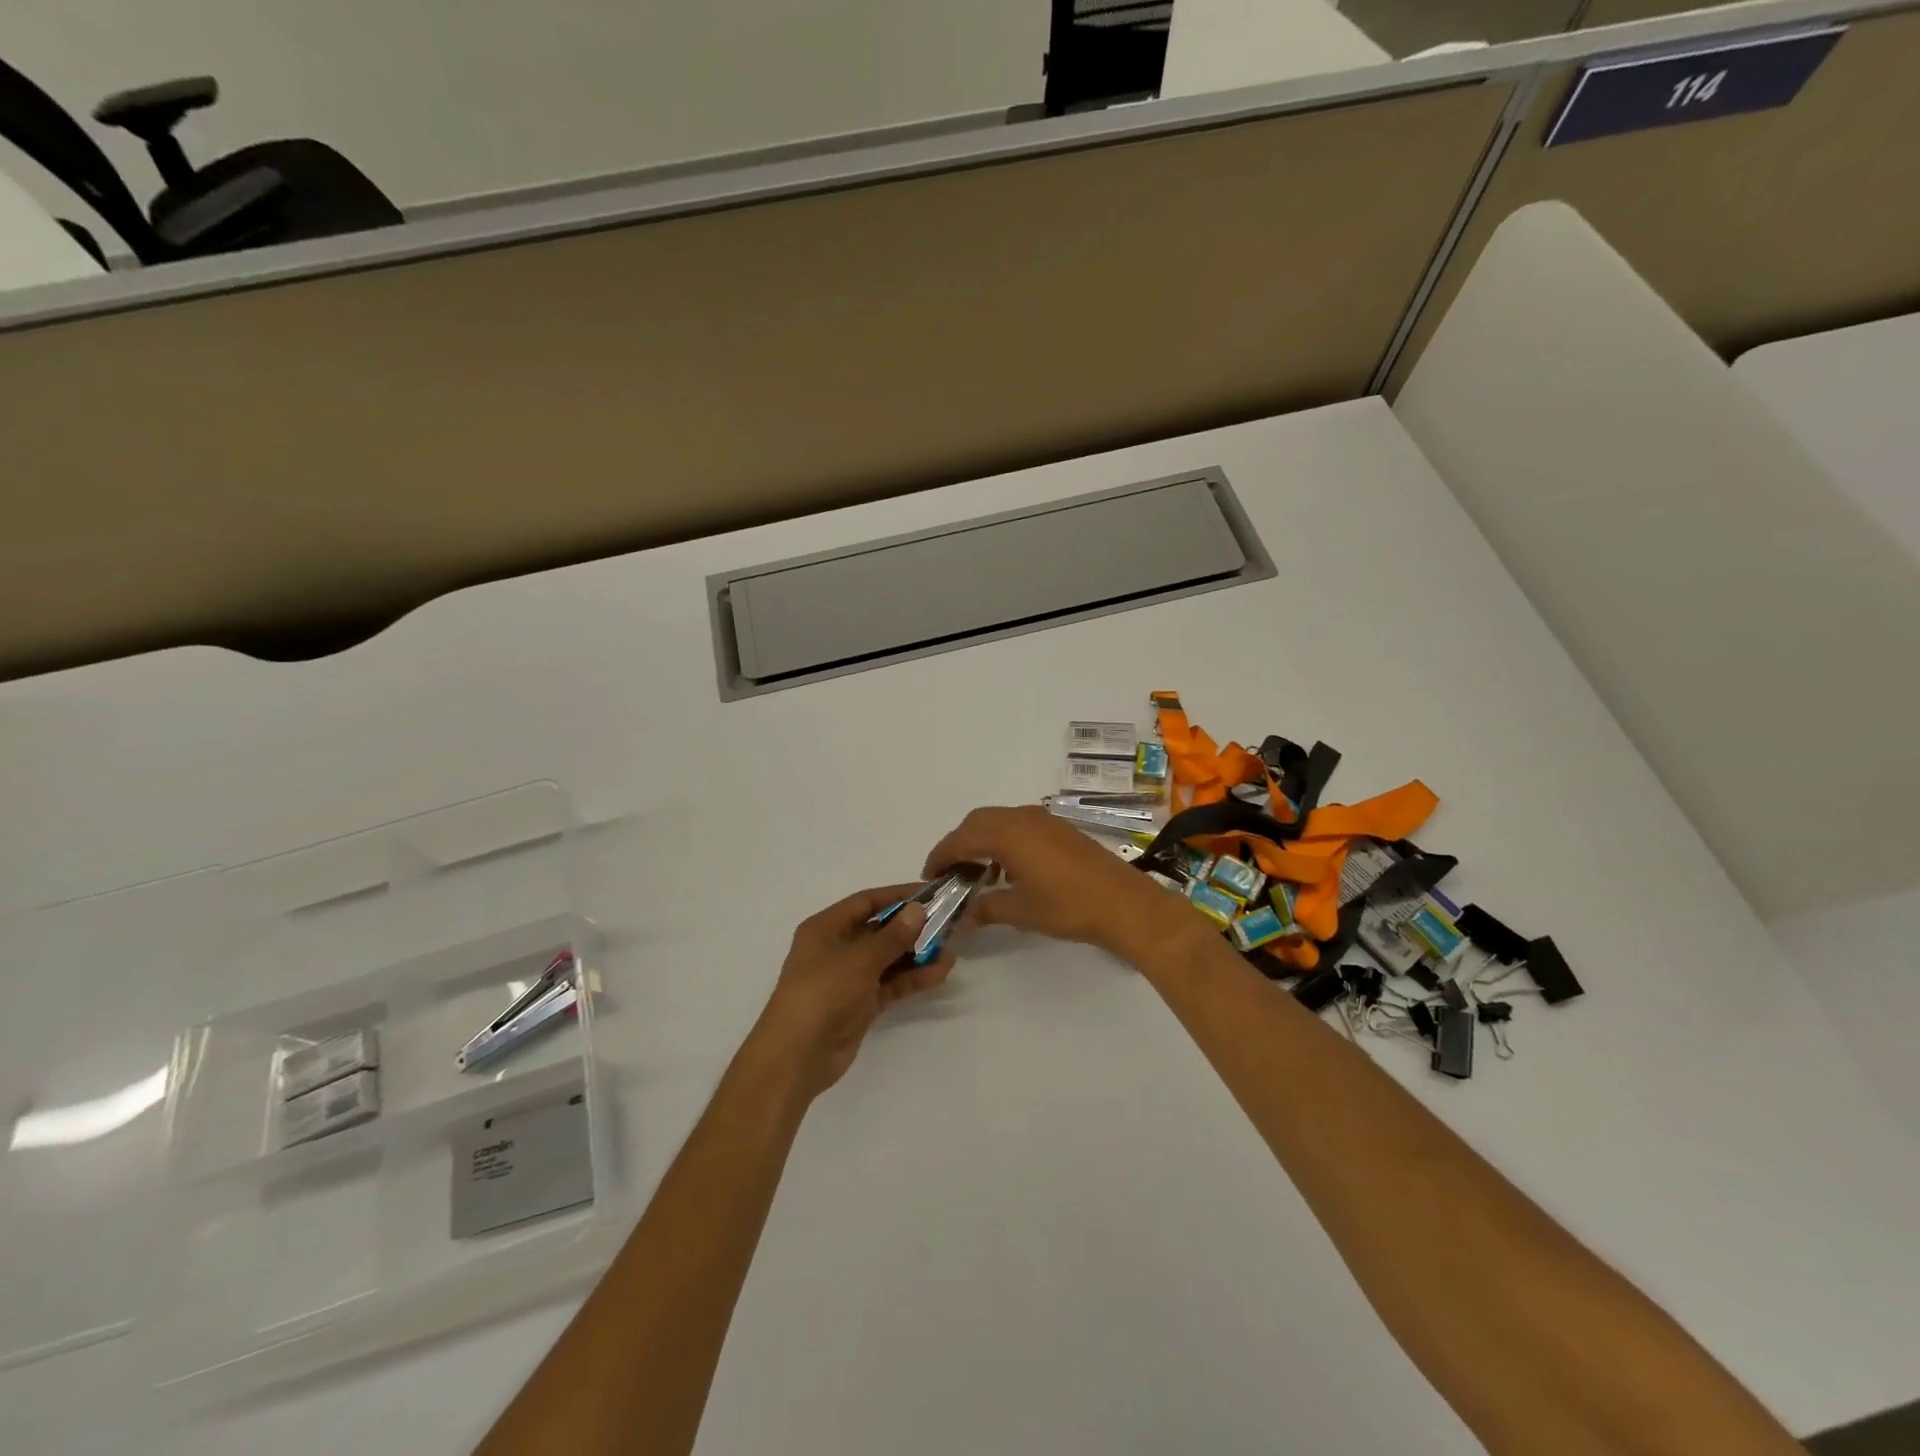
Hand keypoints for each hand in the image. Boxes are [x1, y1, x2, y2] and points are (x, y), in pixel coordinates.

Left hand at [750, 885, 955, 1097]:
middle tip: (948, 922)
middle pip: (880, 929)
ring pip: (888, 959)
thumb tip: (919, 910)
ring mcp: (849, 978)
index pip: (866, 902)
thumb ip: (893, 936)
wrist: (797, 1056)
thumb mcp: (859, 959)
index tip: (930, 893)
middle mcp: (837, 948)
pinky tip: (939, 973)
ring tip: (951, 950)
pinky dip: (912, 978)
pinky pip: (891, 984)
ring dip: (917, 954)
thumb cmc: (822, 993)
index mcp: (826, 928)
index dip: (897, 895)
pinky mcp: (861, 1004)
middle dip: (912, 927)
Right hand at [923, 805, 1209, 964]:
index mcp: (1007, 834)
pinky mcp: (1059, 828)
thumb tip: (963, 918)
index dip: (941, 856)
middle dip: (959, 844)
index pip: (961, 839)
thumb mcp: (1021, 911)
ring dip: (982, 840)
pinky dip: (1003, 840)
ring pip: (999, 820)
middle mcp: (1022, 818)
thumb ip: (986, 908)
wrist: (1123, 903)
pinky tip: (1009, 870)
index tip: (930, 876)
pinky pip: (1019, 824)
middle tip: (951, 873)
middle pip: (977, 821)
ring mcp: (1043, 820)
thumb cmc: (1068, 906)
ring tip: (978, 874)